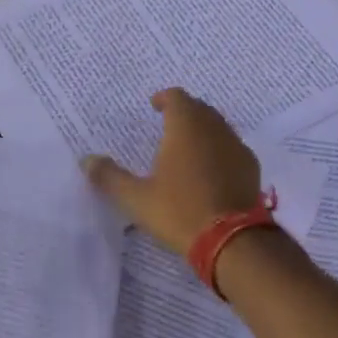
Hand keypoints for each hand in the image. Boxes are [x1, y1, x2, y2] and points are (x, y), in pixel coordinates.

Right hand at [82, 88, 261, 255]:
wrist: (233, 240)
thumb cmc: (179, 212)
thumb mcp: (136, 198)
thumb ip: (110, 177)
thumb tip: (86, 160)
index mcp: (185, 128)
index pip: (177, 98)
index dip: (165, 98)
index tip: (154, 105)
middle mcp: (214, 129)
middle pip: (200, 109)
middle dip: (184, 111)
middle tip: (168, 123)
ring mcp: (236, 148)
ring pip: (218, 127)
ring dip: (202, 129)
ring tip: (186, 146)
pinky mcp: (251, 168)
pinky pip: (231, 148)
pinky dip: (218, 149)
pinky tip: (209, 169)